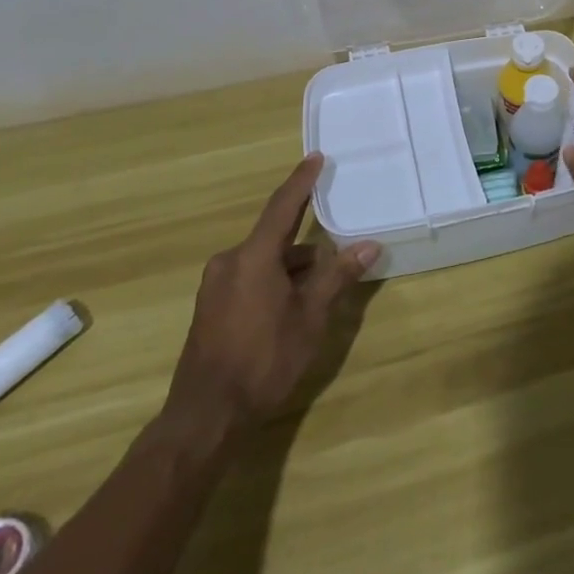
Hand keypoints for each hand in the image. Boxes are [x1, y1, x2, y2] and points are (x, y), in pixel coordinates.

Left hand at [165, 154, 379, 430]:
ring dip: (290, 267)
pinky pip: (248, 277)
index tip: (315, 158)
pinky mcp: (210, 307)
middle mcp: (230, 261)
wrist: (205, 416)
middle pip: (274, 237)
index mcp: (253, 256)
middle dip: (305, 244)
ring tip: (319, 288)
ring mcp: (216, 285)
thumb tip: (368, 246)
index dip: (301, 181)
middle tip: (334, 249)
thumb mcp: (309, 318)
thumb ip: (336, 277)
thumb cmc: (263, 360)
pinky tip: (290, 306)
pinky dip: (272, 280)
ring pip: (262, 261)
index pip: (283, 206)